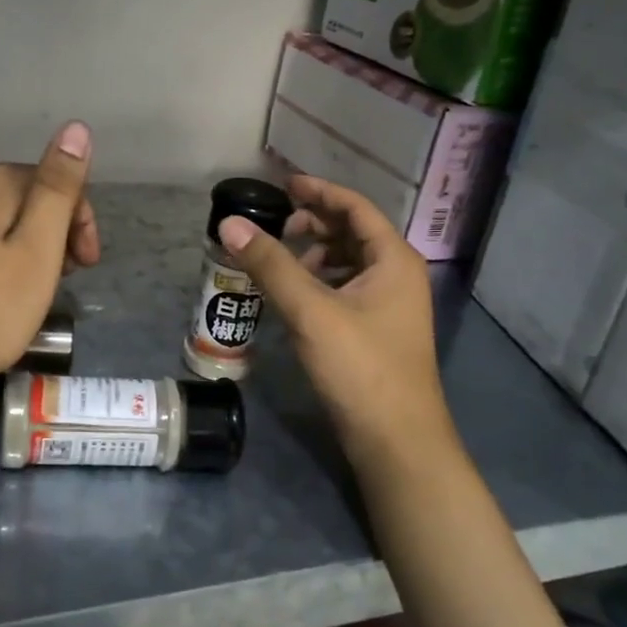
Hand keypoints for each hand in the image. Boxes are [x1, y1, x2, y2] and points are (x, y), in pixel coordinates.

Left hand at [0, 121, 98, 403]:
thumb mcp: (39, 247)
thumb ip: (58, 185)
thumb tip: (76, 127)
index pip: (54, 182)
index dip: (80, 222)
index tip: (86, 266)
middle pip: (24, 196)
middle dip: (53, 231)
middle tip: (62, 280)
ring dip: (22, 242)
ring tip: (30, 288)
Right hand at [220, 175, 452, 470]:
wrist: (396, 441)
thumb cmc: (360, 367)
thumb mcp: (311, 310)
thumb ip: (270, 264)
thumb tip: (229, 223)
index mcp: (393, 259)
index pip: (355, 207)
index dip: (318, 191)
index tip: (283, 185)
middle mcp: (398, 275)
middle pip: (352, 232)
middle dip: (313, 224)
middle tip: (274, 227)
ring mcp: (389, 305)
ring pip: (348, 263)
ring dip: (314, 254)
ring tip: (278, 261)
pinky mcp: (377, 331)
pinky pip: (346, 289)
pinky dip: (319, 282)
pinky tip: (293, 295)